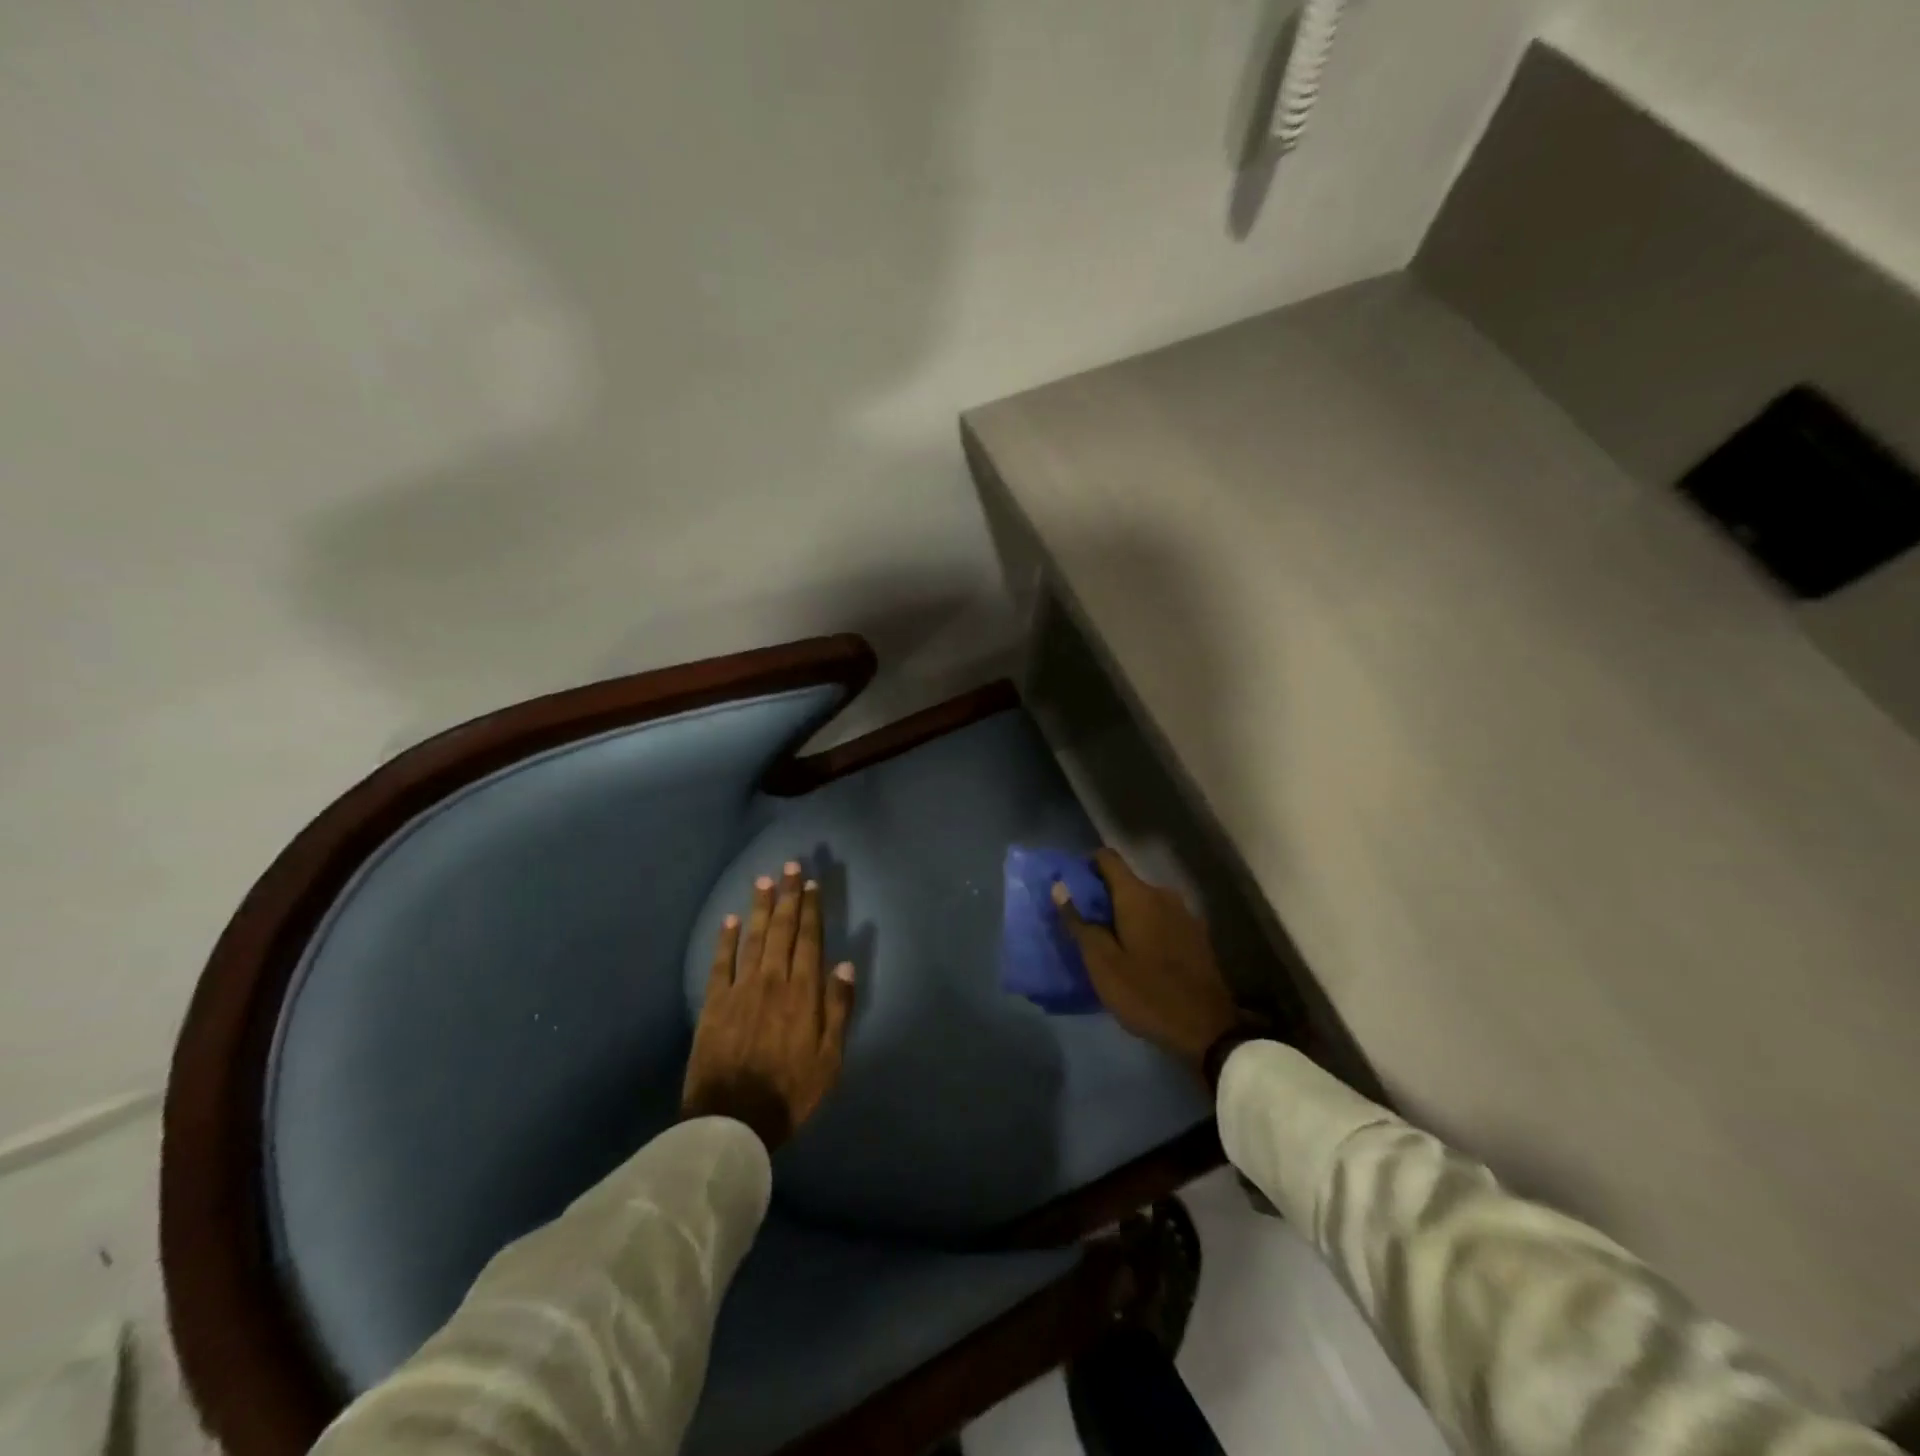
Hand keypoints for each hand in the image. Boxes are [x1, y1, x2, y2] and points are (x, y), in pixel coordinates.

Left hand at [682, 862, 856, 1151]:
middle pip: (782, 930)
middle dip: (787, 896)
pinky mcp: (714, 1003)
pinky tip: (729, 920)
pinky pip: (720, 962)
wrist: (732, 1121)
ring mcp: (740, 989)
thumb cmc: (791, 1093)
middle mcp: (773, 981)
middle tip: (789, 866)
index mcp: (803, 993)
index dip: (810, 909)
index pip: (809, 939)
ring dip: (759, 907)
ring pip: (753, 938)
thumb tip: (844, 964)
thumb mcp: (830, 1059)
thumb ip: (838, 1009)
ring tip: (764, 880)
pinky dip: (725, 939)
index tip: (810, 884)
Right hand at [1053, 848, 1241, 1072]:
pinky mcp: (1196, 935)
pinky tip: (1139, 955)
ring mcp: (1184, 914)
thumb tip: (1060, 886)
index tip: (1071, 885)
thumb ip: (1079, 922)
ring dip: (1125, 914)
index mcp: (1138, 896)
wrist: (1207, 1029)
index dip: (1086, 865)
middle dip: (1103, 896)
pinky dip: (1145, 927)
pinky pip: (1161, 919)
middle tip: (1084, 924)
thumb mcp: (1102, 963)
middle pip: (1126, 882)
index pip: (1107, 858)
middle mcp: (1163, 894)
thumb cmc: (1146, 993)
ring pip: (1144, 902)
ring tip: (1109, 942)